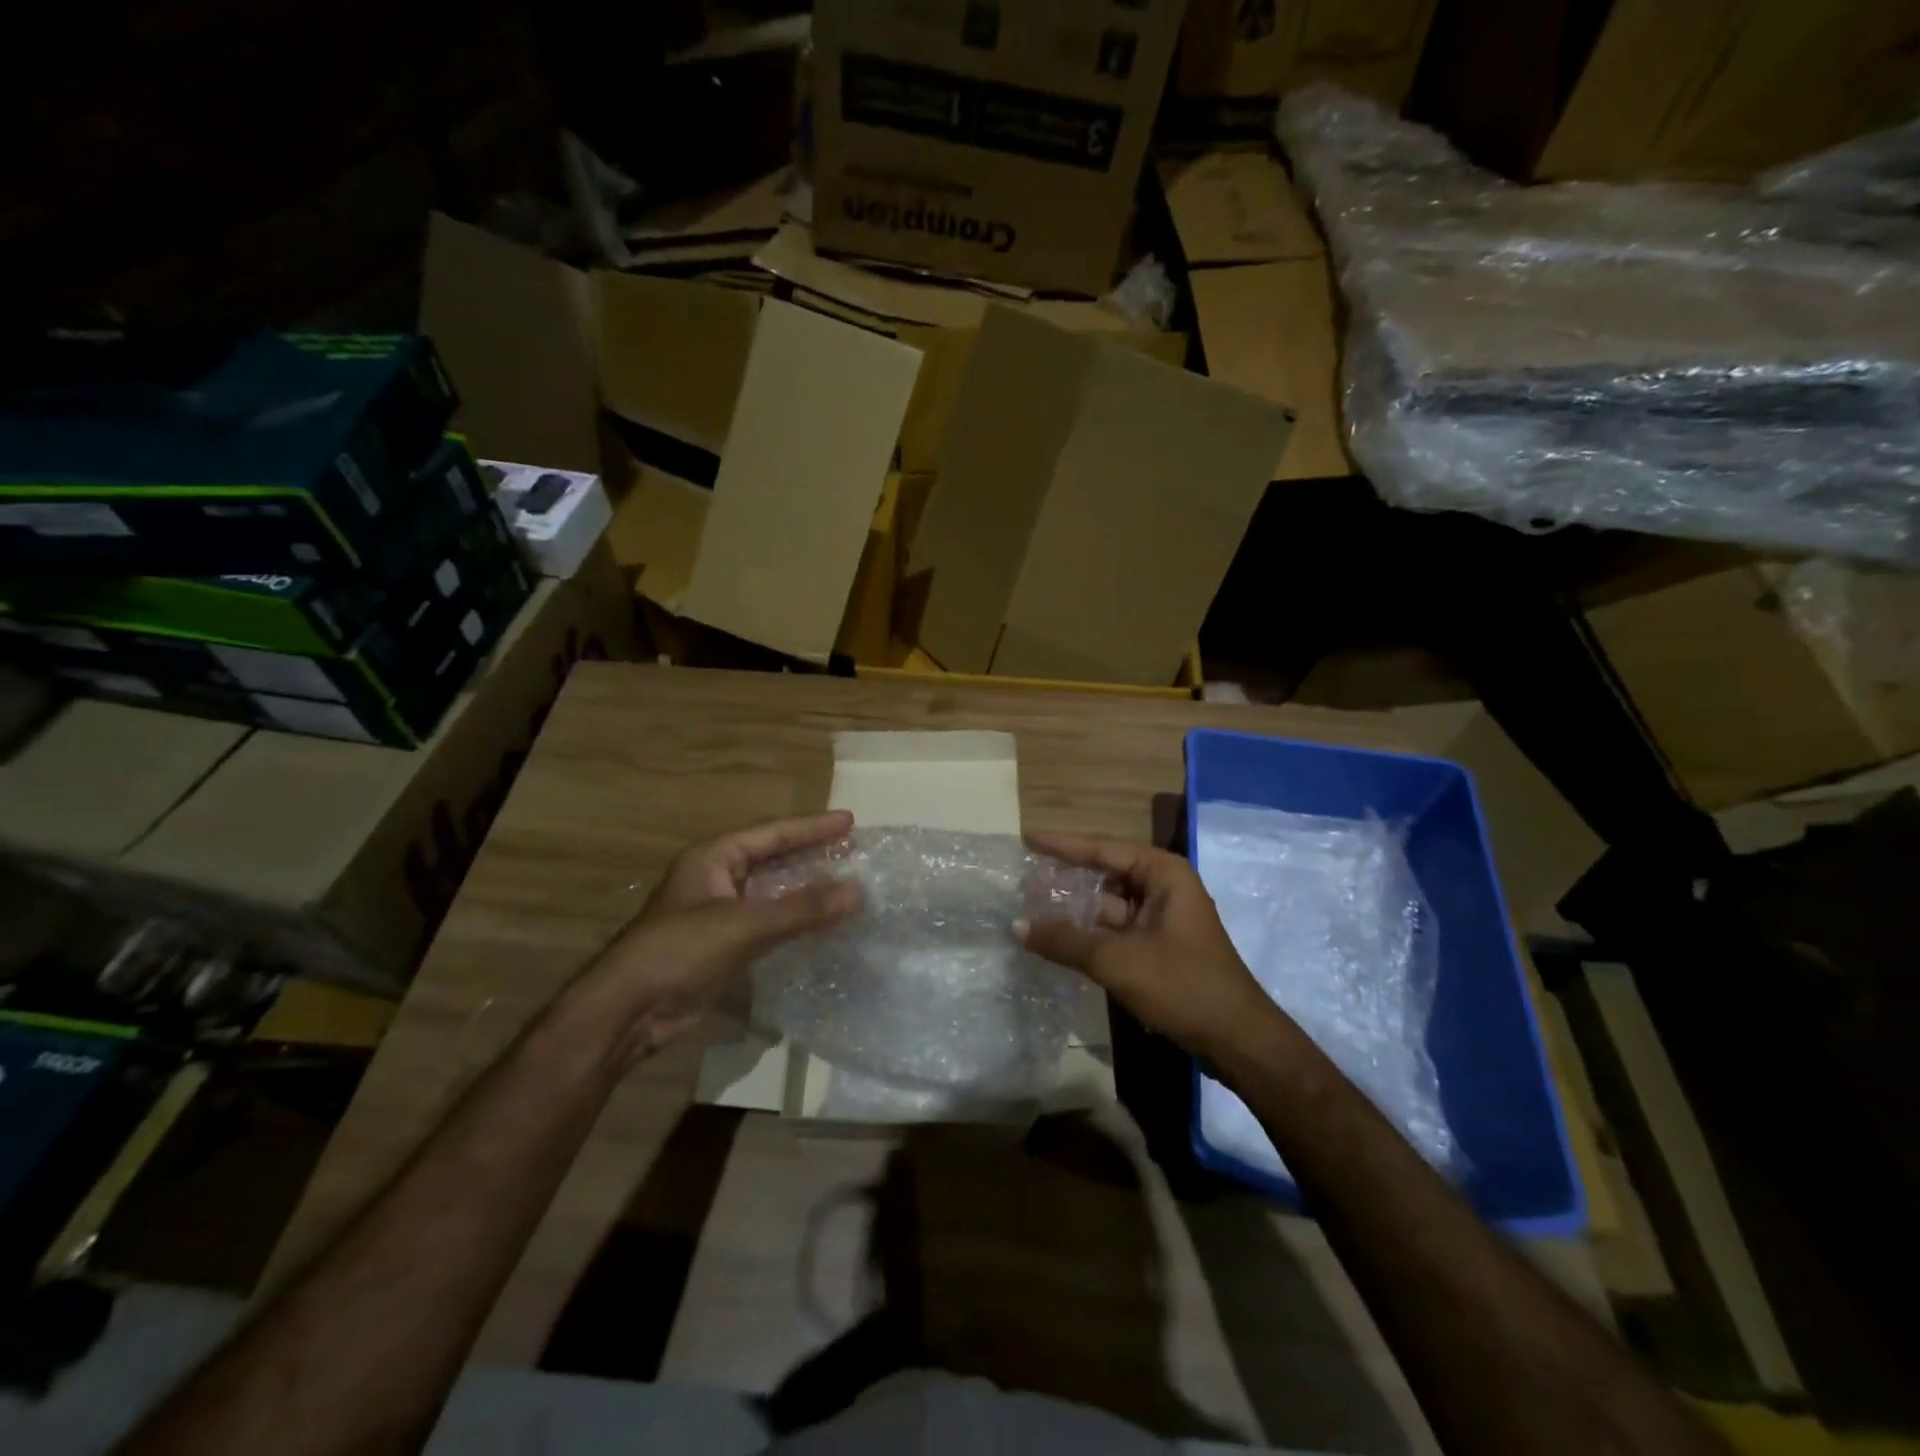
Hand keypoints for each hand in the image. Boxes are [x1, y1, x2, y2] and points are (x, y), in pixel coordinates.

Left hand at [564, 811, 860, 1059]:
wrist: (627, 1012)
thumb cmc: (679, 952)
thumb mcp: (743, 925)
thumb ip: (802, 909)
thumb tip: (858, 891)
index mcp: (714, 858)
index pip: (773, 834)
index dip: (812, 827)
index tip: (850, 821)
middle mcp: (717, 879)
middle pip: (774, 859)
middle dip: (813, 855)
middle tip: (854, 851)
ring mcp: (719, 913)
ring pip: (773, 893)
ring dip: (807, 890)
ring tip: (846, 884)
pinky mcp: (723, 945)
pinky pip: (768, 923)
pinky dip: (795, 921)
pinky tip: (822, 925)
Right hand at [1016, 833, 1281, 1060]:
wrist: (1237, 1041)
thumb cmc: (1181, 984)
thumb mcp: (1117, 960)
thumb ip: (1065, 940)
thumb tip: (1016, 925)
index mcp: (1163, 874)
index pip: (1103, 850)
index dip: (1063, 846)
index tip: (1028, 839)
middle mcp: (1165, 889)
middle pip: (1105, 877)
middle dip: (1067, 882)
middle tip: (1023, 883)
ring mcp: (1164, 921)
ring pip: (1110, 908)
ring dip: (1076, 913)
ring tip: (1031, 912)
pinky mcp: (1161, 950)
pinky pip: (1117, 933)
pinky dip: (1090, 936)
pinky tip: (1059, 943)